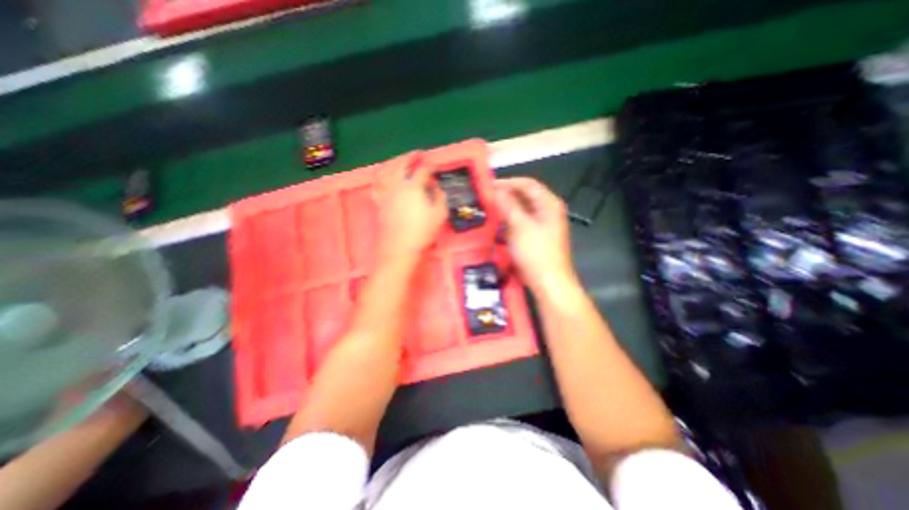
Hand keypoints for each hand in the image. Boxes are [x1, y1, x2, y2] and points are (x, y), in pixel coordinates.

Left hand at [375, 153, 447, 264]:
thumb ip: (440, 197)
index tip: (433, 164)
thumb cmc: (422, 232)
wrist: (399, 248)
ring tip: (401, 160)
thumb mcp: (439, 215)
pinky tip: (384, 175)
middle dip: (410, 157)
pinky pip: (377, 184)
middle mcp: (398, 185)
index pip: (423, 170)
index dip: (429, 165)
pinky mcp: (380, 201)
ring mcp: (387, 192)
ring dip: (395, 162)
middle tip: (417, 154)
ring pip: (388, 170)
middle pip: (402, 164)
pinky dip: (381, 176)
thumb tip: (436, 187)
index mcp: (414, 187)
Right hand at [494, 178, 576, 293]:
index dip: (508, 182)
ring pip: (521, 210)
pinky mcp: (535, 236)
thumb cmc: (536, 252)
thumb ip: (508, 205)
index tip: (489, 186)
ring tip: (488, 208)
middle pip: (525, 196)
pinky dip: (508, 220)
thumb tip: (496, 190)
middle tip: (486, 197)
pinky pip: (520, 222)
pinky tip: (496, 223)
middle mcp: (547, 211)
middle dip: (505, 195)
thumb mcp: (520, 226)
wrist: (548, 282)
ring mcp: (541, 224)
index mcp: (549, 204)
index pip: (527, 184)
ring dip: (505, 208)